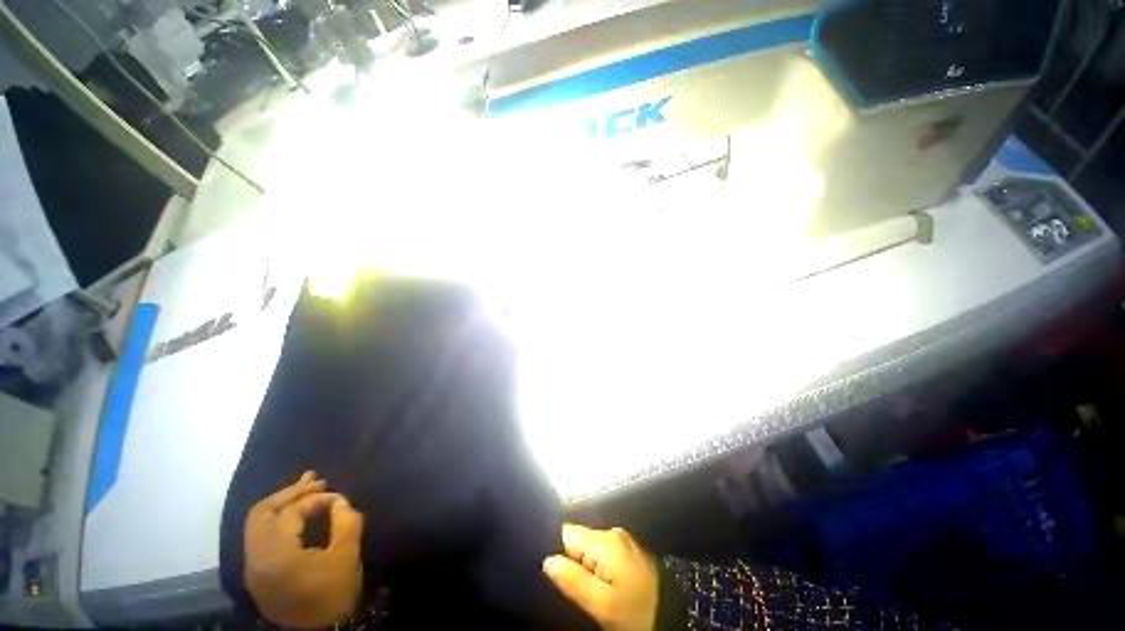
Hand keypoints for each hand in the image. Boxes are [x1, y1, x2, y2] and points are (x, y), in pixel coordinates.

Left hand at [244, 471, 364, 628]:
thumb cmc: (333, 593)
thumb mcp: (346, 555)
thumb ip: (345, 520)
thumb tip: (338, 501)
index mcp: (276, 556)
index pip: (291, 513)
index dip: (316, 499)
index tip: (340, 499)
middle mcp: (255, 558)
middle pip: (262, 512)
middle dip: (290, 492)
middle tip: (317, 481)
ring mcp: (252, 566)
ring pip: (258, 522)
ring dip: (283, 502)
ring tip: (307, 487)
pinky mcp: (257, 571)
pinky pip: (261, 535)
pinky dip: (278, 518)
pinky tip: (296, 511)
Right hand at [542, 524, 659, 630]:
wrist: (674, 616)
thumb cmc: (636, 612)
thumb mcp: (602, 605)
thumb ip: (574, 580)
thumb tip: (548, 560)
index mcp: (605, 540)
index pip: (566, 533)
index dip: (558, 552)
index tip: (559, 575)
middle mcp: (613, 532)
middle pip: (578, 540)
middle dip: (573, 561)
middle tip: (577, 589)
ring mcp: (623, 541)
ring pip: (590, 548)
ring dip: (585, 566)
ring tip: (590, 589)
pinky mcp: (628, 552)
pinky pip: (603, 553)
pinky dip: (598, 567)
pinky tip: (603, 584)